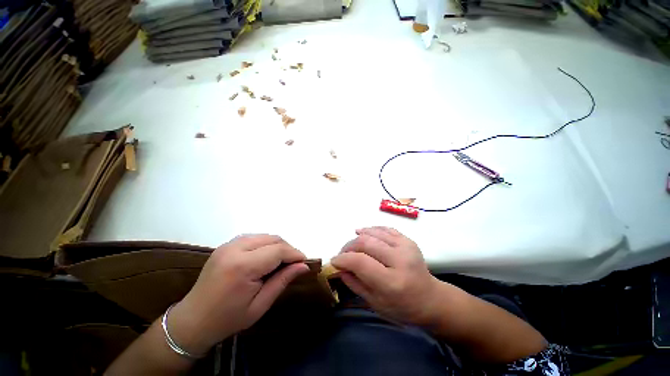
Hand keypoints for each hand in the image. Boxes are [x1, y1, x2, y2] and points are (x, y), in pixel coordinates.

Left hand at [168, 235, 308, 354]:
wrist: (192, 321)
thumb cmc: (228, 319)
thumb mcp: (260, 305)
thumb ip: (283, 281)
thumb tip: (303, 266)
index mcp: (242, 266)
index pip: (278, 250)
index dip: (294, 254)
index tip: (304, 262)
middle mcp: (235, 249)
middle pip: (273, 239)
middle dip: (287, 249)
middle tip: (294, 263)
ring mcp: (228, 245)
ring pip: (264, 236)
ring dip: (277, 246)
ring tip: (281, 261)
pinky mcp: (226, 245)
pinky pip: (254, 238)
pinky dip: (266, 244)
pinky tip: (266, 257)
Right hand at [331, 227, 443, 326]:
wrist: (430, 298)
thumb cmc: (402, 307)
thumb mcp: (375, 303)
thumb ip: (354, 283)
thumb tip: (338, 267)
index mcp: (392, 282)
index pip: (360, 262)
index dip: (343, 258)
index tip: (334, 261)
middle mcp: (400, 260)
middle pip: (365, 243)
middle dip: (348, 246)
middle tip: (342, 254)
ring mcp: (406, 247)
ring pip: (374, 232)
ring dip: (358, 236)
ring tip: (351, 244)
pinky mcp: (408, 240)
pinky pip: (385, 229)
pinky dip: (371, 229)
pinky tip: (364, 233)